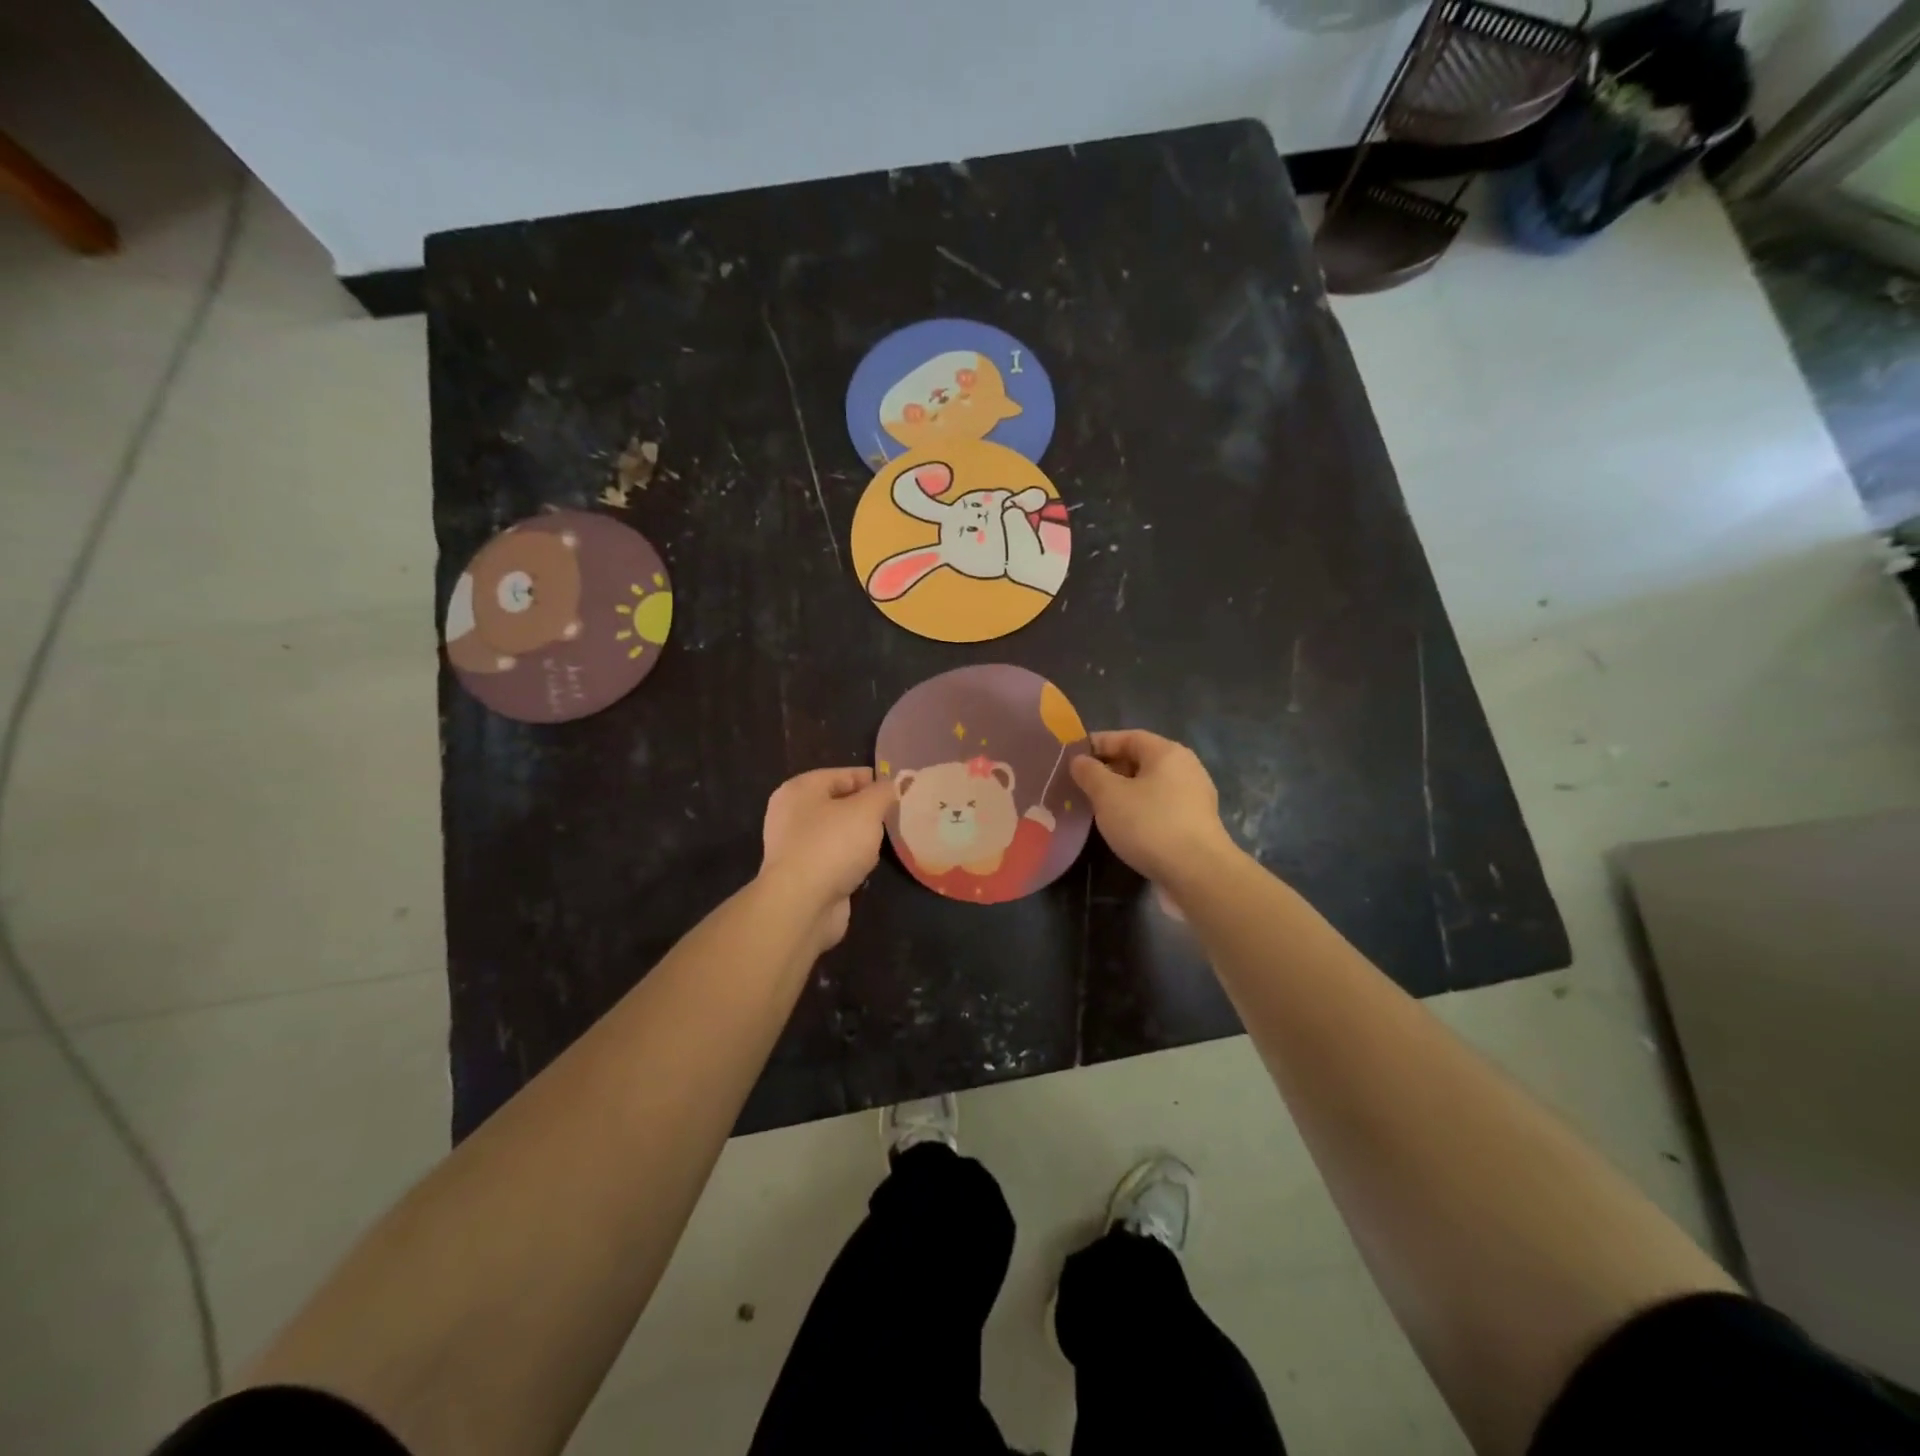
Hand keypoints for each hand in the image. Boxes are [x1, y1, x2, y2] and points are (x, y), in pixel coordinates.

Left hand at [759, 767, 894, 949]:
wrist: (802, 904)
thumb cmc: (832, 845)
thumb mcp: (867, 810)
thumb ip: (883, 793)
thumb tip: (893, 785)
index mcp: (800, 789)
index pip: (843, 775)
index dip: (873, 780)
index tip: (900, 790)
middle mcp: (792, 815)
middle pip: (838, 803)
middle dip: (867, 809)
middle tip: (897, 815)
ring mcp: (795, 847)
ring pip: (837, 833)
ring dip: (860, 837)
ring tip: (888, 840)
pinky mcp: (803, 876)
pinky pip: (834, 858)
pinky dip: (850, 861)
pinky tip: (868, 866)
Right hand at [1069, 730, 1235, 891]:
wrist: (1198, 874)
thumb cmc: (1149, 824)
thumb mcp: (1108, 795)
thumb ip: (1090, 773)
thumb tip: (1079, 760)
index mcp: (1167, 752)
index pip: (1127, 737)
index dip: (1098, 744)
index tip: (1073, 757)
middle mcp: (1185, 768)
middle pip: (1140, 760)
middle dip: (1109, 769)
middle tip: (1081, 785)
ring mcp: (1193, 798)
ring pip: (1150, 786)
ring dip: (1123, 793)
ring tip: (1097, 807)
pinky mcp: (1195, 825)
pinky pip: (1159, 807)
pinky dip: (1138, 811)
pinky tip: (1123, 827)